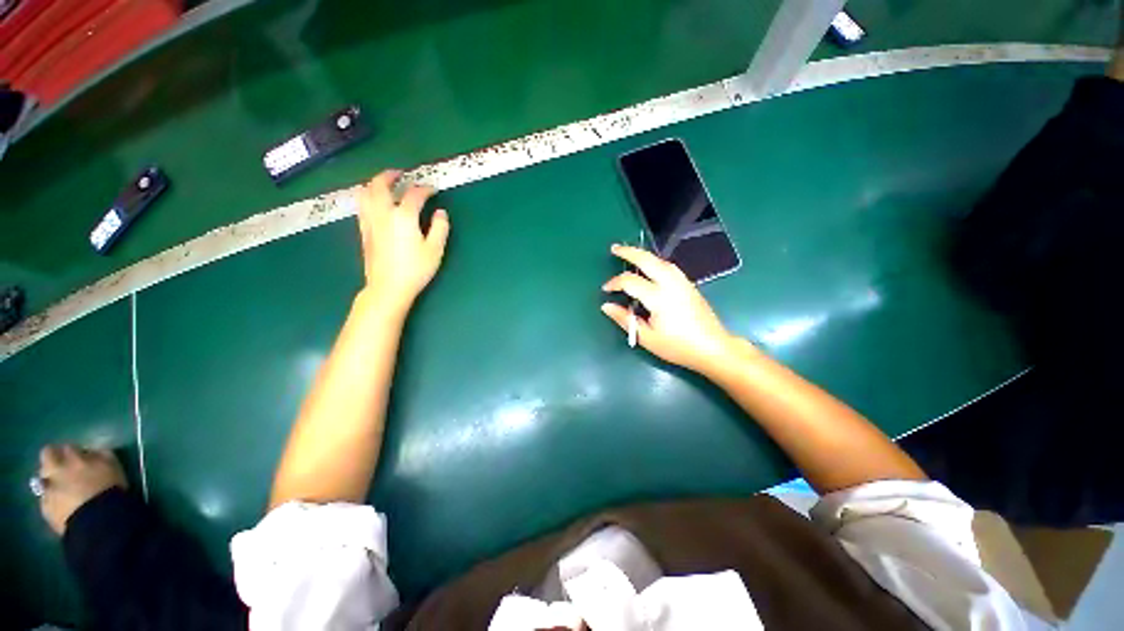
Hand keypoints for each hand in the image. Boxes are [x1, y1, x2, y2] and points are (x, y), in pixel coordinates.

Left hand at [38, 444, 126, 534]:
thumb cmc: (109, 489)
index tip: (82, 459)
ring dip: (51, 480)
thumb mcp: (113, 467)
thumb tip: (94, 452)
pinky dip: (52, 500)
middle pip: (48, 455)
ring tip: (64, 489)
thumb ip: (102, 455)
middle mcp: (55, 467)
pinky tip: (63, 506)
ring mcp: (47, 488)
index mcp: (73, 456)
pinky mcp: (45, 508)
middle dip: (54, 458)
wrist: (97, 520)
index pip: (69, 447)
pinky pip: (46, 499)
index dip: (75, 452)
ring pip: (43, 478)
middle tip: (65, 468)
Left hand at [355, 170, 450, 312]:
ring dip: (374, 183)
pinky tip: (375, 203)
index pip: (414, 194)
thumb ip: (440, 228)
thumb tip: (440, 213)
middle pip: (380, 185)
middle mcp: (383, 213)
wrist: (388, 287)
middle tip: (400, 173)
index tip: (433, 190)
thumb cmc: (415, 269)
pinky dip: (368, 197)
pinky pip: (362, 206)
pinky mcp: (363, 231)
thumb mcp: (435, 250)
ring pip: (365, 192)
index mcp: (403, 216)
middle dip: (390, 175)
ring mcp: (370, 221)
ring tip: (384, 184)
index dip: (425, 189)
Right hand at [601, 245, 733, 372]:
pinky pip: (669, 266)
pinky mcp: (689, 284)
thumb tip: (606, 306)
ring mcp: (682, 282)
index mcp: (659, 298)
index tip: (606, 290)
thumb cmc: (678, 347)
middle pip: (647, 260)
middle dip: (629, 252)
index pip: (630, 282)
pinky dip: (655, 261)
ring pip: (660, 260)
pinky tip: (650, 267)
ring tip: (630, 254)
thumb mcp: (647, 338)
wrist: (713, 348)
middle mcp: (671, 284)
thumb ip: (625, 319)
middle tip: (614, 248)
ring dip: (643, 255)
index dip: (615, 283)